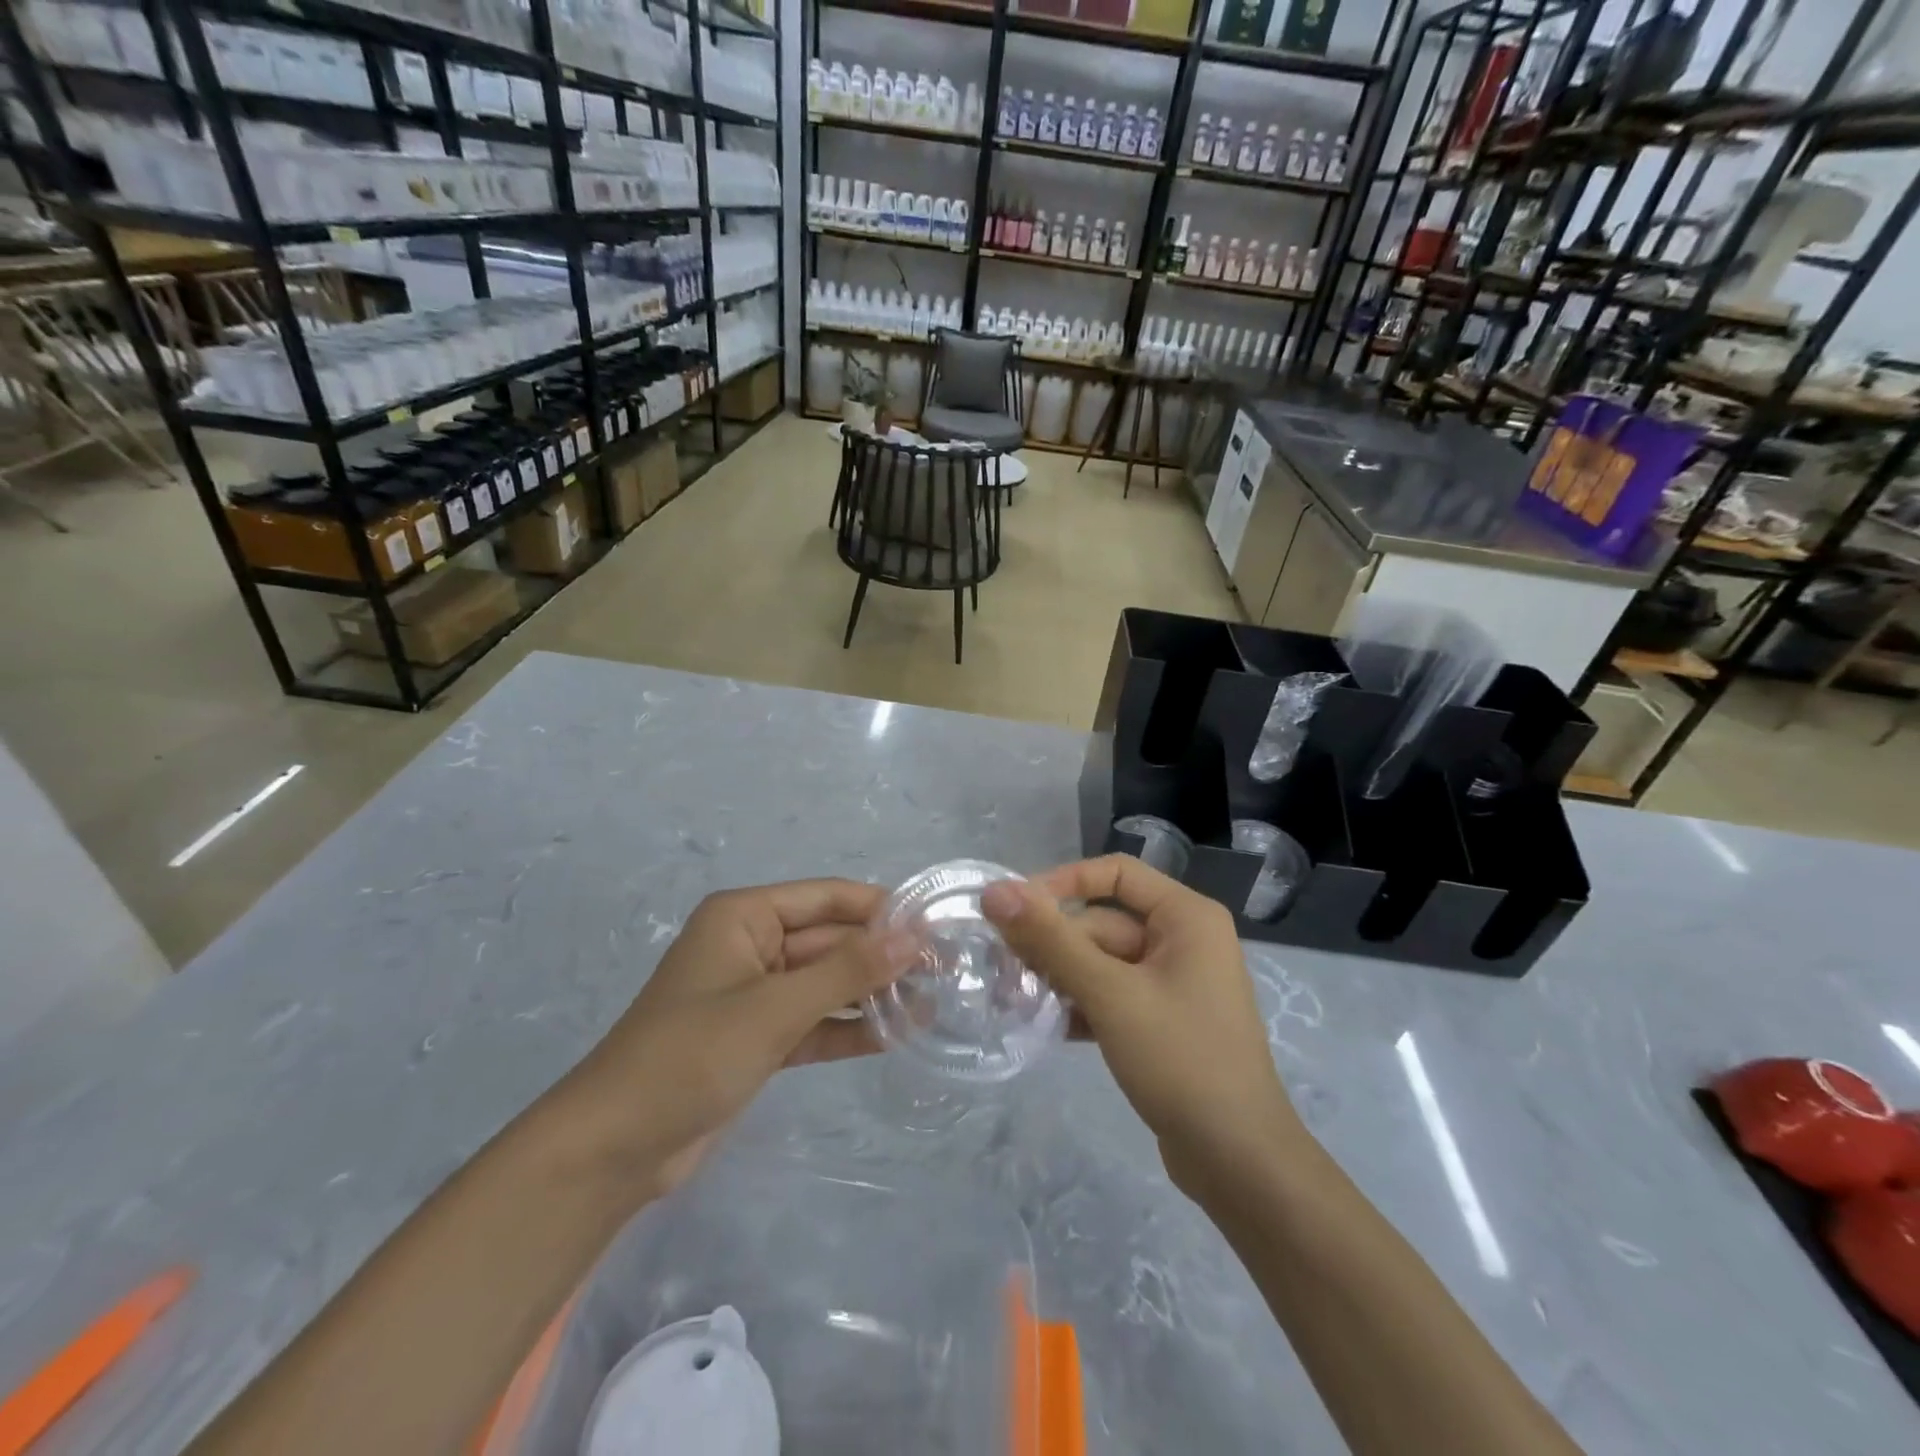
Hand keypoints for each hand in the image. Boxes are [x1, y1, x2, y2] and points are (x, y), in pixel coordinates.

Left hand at [566, 879, 915, 1197]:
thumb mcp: (775, 1007)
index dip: (881, 909)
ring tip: (932, 1002)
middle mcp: (752, 945)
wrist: (615, 1149)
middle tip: (945, 971)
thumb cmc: (691, 1055)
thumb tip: (913, 937)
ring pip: (826, 983)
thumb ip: (846, 971)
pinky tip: (897, 1035)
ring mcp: (755, 995)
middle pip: (830, 940)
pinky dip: (849, 1028)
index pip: (827, 897)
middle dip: (881, 956)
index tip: (934, 926)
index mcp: (744, 917)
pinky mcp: (759, 1039)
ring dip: (871, 993)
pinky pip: (814, 1021)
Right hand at [981, 857, 1304, 1191]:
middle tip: (1002, 969)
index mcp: (1186, 917)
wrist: (1239, 1161)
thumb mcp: (1110, 993)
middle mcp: (1183, 940)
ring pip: (1102, 962)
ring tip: (1015, 998)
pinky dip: (1080, 1005)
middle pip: (1103, 923)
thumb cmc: (1181, 1060)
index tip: (1015, 909)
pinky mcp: (1162, 1022)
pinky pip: (1112, 996)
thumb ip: (1050, 940)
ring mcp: (1174, 984)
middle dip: (1054, 945)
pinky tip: (1044, 1026)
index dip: (1062, 883)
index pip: (1115, 873)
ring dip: (1060, 977)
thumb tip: (996, 891)